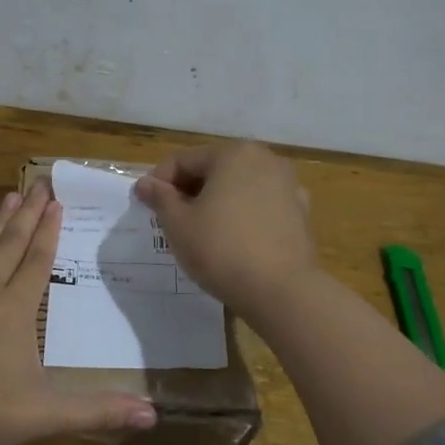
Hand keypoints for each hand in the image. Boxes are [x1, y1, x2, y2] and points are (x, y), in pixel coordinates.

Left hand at [0, 183, 158, 444]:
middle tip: (39, 184)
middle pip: (12, 245)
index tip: (57, 202)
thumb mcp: (47, 413)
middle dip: (28, 215)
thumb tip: (152, 416)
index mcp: (17, 308)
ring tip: (7, 196)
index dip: (50, 231)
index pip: (39, 261)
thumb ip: (98, 410)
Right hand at [133, 141, 318, 316]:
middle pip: (214, 169)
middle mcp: (265, 160)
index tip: (145, 207)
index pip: (184, 160)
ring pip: (238, 188)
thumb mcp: (178, 224)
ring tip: (199, 232)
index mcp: (234, 154)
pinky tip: (232, 240)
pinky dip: (241, 216)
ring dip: (215, 202)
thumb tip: (145, 183)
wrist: (281, 291)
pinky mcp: (299, 213)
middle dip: (188, 191)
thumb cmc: (221, 250)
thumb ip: (160, 198)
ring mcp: (288, 186)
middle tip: (170, 220)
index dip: (159, 182)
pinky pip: (259, 207)